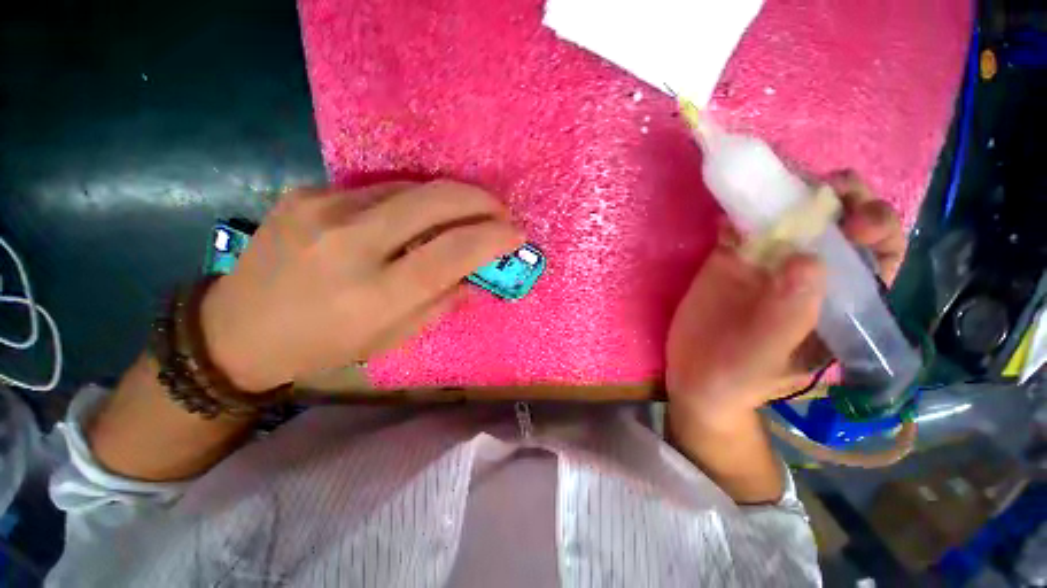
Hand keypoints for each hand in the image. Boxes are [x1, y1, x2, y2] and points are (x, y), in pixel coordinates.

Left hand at [199, 181, 522, 391]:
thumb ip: (440, 303)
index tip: (516, 234)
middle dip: (479, 199)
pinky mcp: (305, 192)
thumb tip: (476, 277)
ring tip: (467, 210)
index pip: (450, 253)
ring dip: (449, 197)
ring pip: (409, 187)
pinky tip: (415, 214)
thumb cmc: (324, 345)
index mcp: (374, 294)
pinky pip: (378, 189)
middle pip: (434, 202)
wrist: (236, 329)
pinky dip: (410, 199)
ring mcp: (322, 209)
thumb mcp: (391, 338)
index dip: (492, 239)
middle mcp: (350, 244)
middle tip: (500, 210)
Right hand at [666, 171, 903, 422]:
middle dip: (841, 197)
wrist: (695, 374)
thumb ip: (791, 315)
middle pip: (840, 221)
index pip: (878, 253)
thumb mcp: (770, 356)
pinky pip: (740, 225)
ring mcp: (768, 261)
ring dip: (790, 191)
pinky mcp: (731, 258)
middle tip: (821, 187)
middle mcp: (810, 271)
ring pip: (791, 214)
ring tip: (778, 179)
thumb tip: (807, 259)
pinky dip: (738, 210)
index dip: (877, 227)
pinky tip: (729, 211)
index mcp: (840, 298)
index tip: (853, 220)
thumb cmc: (741, 376)